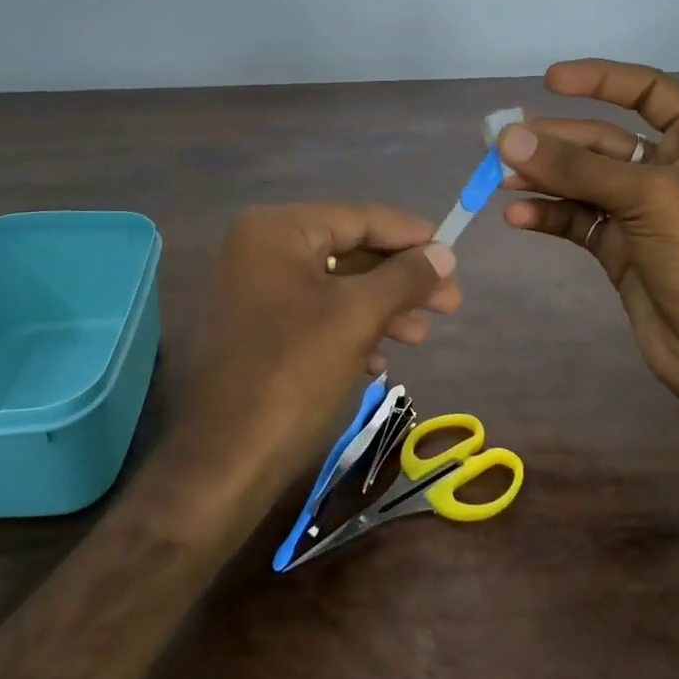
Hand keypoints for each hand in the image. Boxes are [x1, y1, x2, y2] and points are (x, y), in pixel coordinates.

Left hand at [170, 204, 459, 503]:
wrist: (226, 460)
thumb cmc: (295, 373)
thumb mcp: (359, 316)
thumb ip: (405, 277)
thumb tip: (445, 252)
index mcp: (276, 230)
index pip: (358, 218)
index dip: (410, 235)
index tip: (453, 253)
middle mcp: (260, 250)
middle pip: (348, 251)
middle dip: (400, 280)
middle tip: (450, 303)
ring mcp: (254, 290)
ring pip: (335, 287)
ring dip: (382, 308)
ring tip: (421, 335)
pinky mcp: (257, 329)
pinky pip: (315, 315)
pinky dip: (351, 330)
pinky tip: (379, 361)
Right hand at [499, 59, 678, 429]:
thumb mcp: (649, 199)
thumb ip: (576, 168)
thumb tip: (508, 137)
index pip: (649, 92)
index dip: (601, 80)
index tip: (549, 81)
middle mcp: (673, 171)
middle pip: (604, 141)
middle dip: (555, 141)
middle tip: (502, 143)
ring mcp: (645, 214)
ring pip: (585, 182)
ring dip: (544, 178)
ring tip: (498, 179)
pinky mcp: (622, 251)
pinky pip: (579, 221)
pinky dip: (549, 216)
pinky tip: (519, 217)